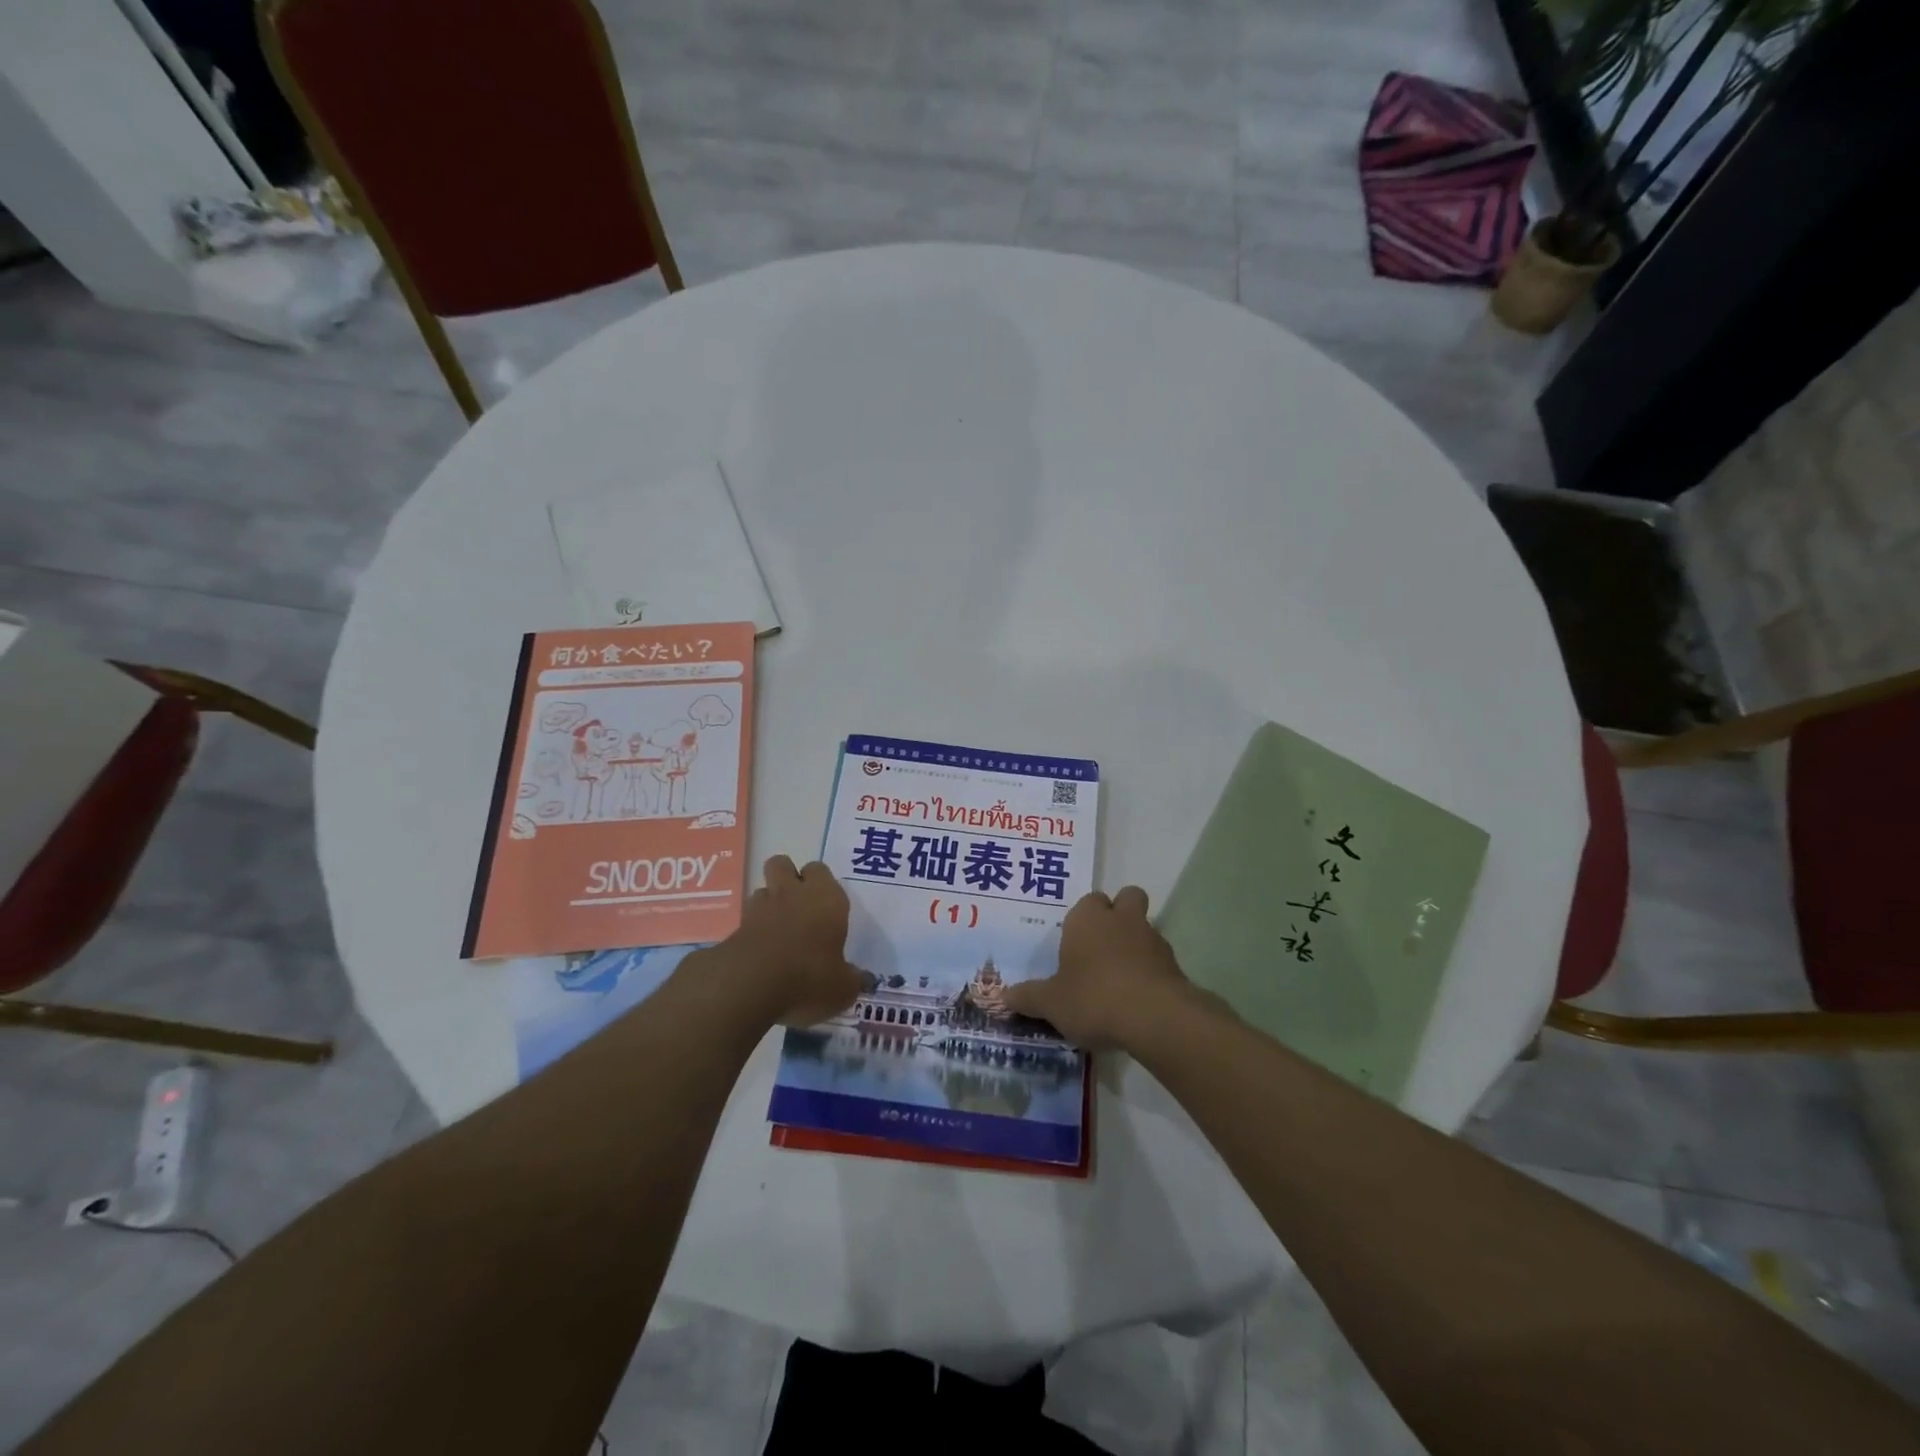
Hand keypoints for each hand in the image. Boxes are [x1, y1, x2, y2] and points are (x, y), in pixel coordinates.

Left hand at [722, 856, 864, 1027]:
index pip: (821, 870)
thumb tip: (863, 980)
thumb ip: (853, 980)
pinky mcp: (736, 927)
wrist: (751, 984)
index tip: (826, 906)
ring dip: (769, 902)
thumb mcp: (842, 987)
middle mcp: (792, 893)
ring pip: (762, 888)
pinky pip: (746, 918)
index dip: (821, 883)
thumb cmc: (809, 977)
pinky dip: (753, 929)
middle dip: (788, 877)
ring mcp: (761, 907)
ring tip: (778, 928)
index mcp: (826, 897)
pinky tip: (761, 951)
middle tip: (799, 905)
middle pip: (783, 863)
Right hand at [1000, 886, 1211, 1049]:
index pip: (1088, 901)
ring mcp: (1152, 939)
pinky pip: (1158, 959)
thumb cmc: (1093, 997)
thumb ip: (1027, 997)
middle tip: (1101, 945)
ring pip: (1144, 928)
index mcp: (1088, 918)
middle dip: (1118, 914)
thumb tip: (1001, 997)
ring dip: (1134, 944)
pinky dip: (1149, 971)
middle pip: (1126, 898)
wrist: (1155, 1018)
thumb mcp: (1051, 1003)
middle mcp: (1121, 919)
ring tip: (1118, 978)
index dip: (1083, 918)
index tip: (1073, 942)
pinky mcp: (1174, 964)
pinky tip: (1136, 998)